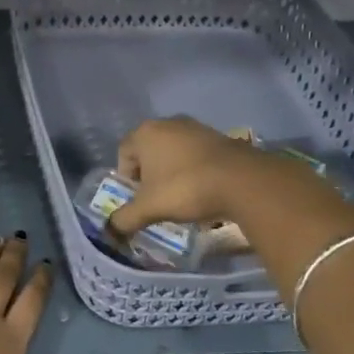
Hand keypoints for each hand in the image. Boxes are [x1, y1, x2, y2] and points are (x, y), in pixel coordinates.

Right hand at [109, 116, 275, 233]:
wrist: (243, 181)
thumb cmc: (185, 188)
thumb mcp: (149, 208)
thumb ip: (125, 218)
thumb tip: (111, 230)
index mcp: (145, 133)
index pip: (123, 153)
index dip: (126, 178)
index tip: (138, 198)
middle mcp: (168, 123)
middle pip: (149, 151)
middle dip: (149, 176)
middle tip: (157, 199)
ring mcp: (196, 127)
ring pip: (173, 152)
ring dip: (172, 173)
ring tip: (182, 197)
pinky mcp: (219, 137)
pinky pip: (196, 155)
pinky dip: (194, 170)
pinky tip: (203, 190)